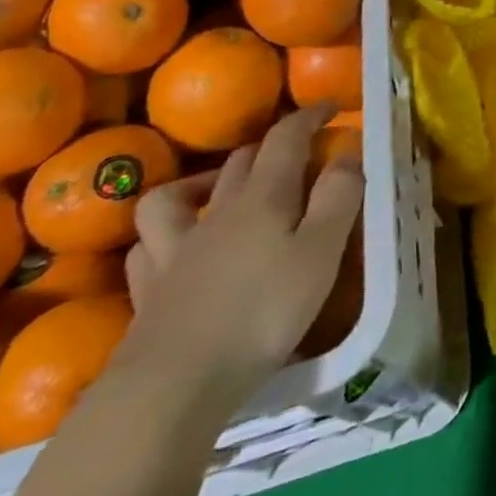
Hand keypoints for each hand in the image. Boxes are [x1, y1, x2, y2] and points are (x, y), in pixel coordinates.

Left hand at [119, 104, 364, 408]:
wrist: (172, 387)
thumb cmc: (262, 314)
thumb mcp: (321, 253)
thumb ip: (339, 198)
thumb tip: (347, 153)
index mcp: (263, 197)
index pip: (285, 138)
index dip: (308, 116)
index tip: (331, 107)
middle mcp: (217, 212)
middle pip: (241, 159)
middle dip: (271, 145)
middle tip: (296, 152)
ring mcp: (176, 251)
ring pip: (176, 195)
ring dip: (202, 181)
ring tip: (220, 190)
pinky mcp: (148, 290)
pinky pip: (148, 246)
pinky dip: (162, 235)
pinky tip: (175, 245)